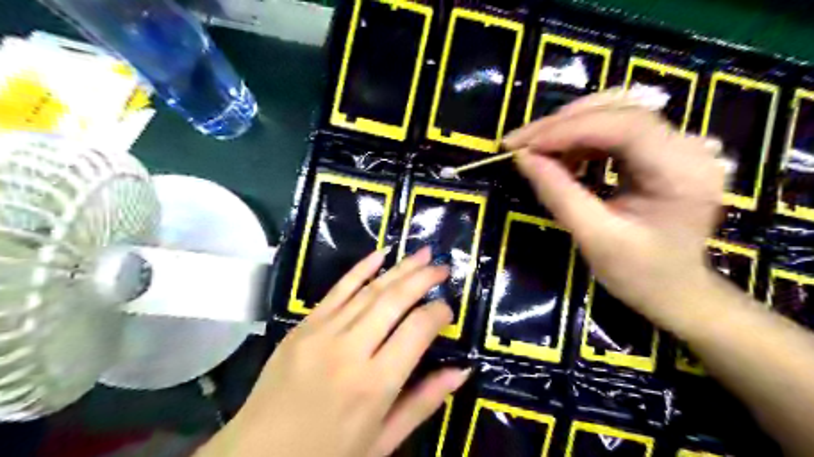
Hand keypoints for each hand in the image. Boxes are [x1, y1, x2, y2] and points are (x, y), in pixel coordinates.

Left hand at [198, 248, 469, 455]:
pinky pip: (337, 289)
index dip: (438, 314)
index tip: (448, 309)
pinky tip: (380, 254)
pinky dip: (361, 269)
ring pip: (369, 289)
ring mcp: (322, 332)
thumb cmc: (327, 456)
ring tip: (422, 253)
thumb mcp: (383, 440)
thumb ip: (424, 402)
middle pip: (394, 300)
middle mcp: (350, 349)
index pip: (417, 330)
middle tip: (442, 267)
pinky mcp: (303, 325)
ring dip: (400, 268)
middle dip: (423, 278)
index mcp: (374, 384)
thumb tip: (462, 370)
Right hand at [503, 91, 724, 327]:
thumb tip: (522, 158)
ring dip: (568, 127)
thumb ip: (558, 194)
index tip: (523, 146)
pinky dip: (579, 138)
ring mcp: (677, 144)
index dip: (568, 129)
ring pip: (614, 112)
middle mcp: (688, 147)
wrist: (674, 290)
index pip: (625, 127)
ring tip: (533, 150)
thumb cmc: (638, 273)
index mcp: (682, 172)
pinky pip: (614, 129)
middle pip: (619, 110)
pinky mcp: (660, 150)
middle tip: (518, 142)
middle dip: (562, 123)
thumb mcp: (594, 237)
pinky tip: (559, 156)